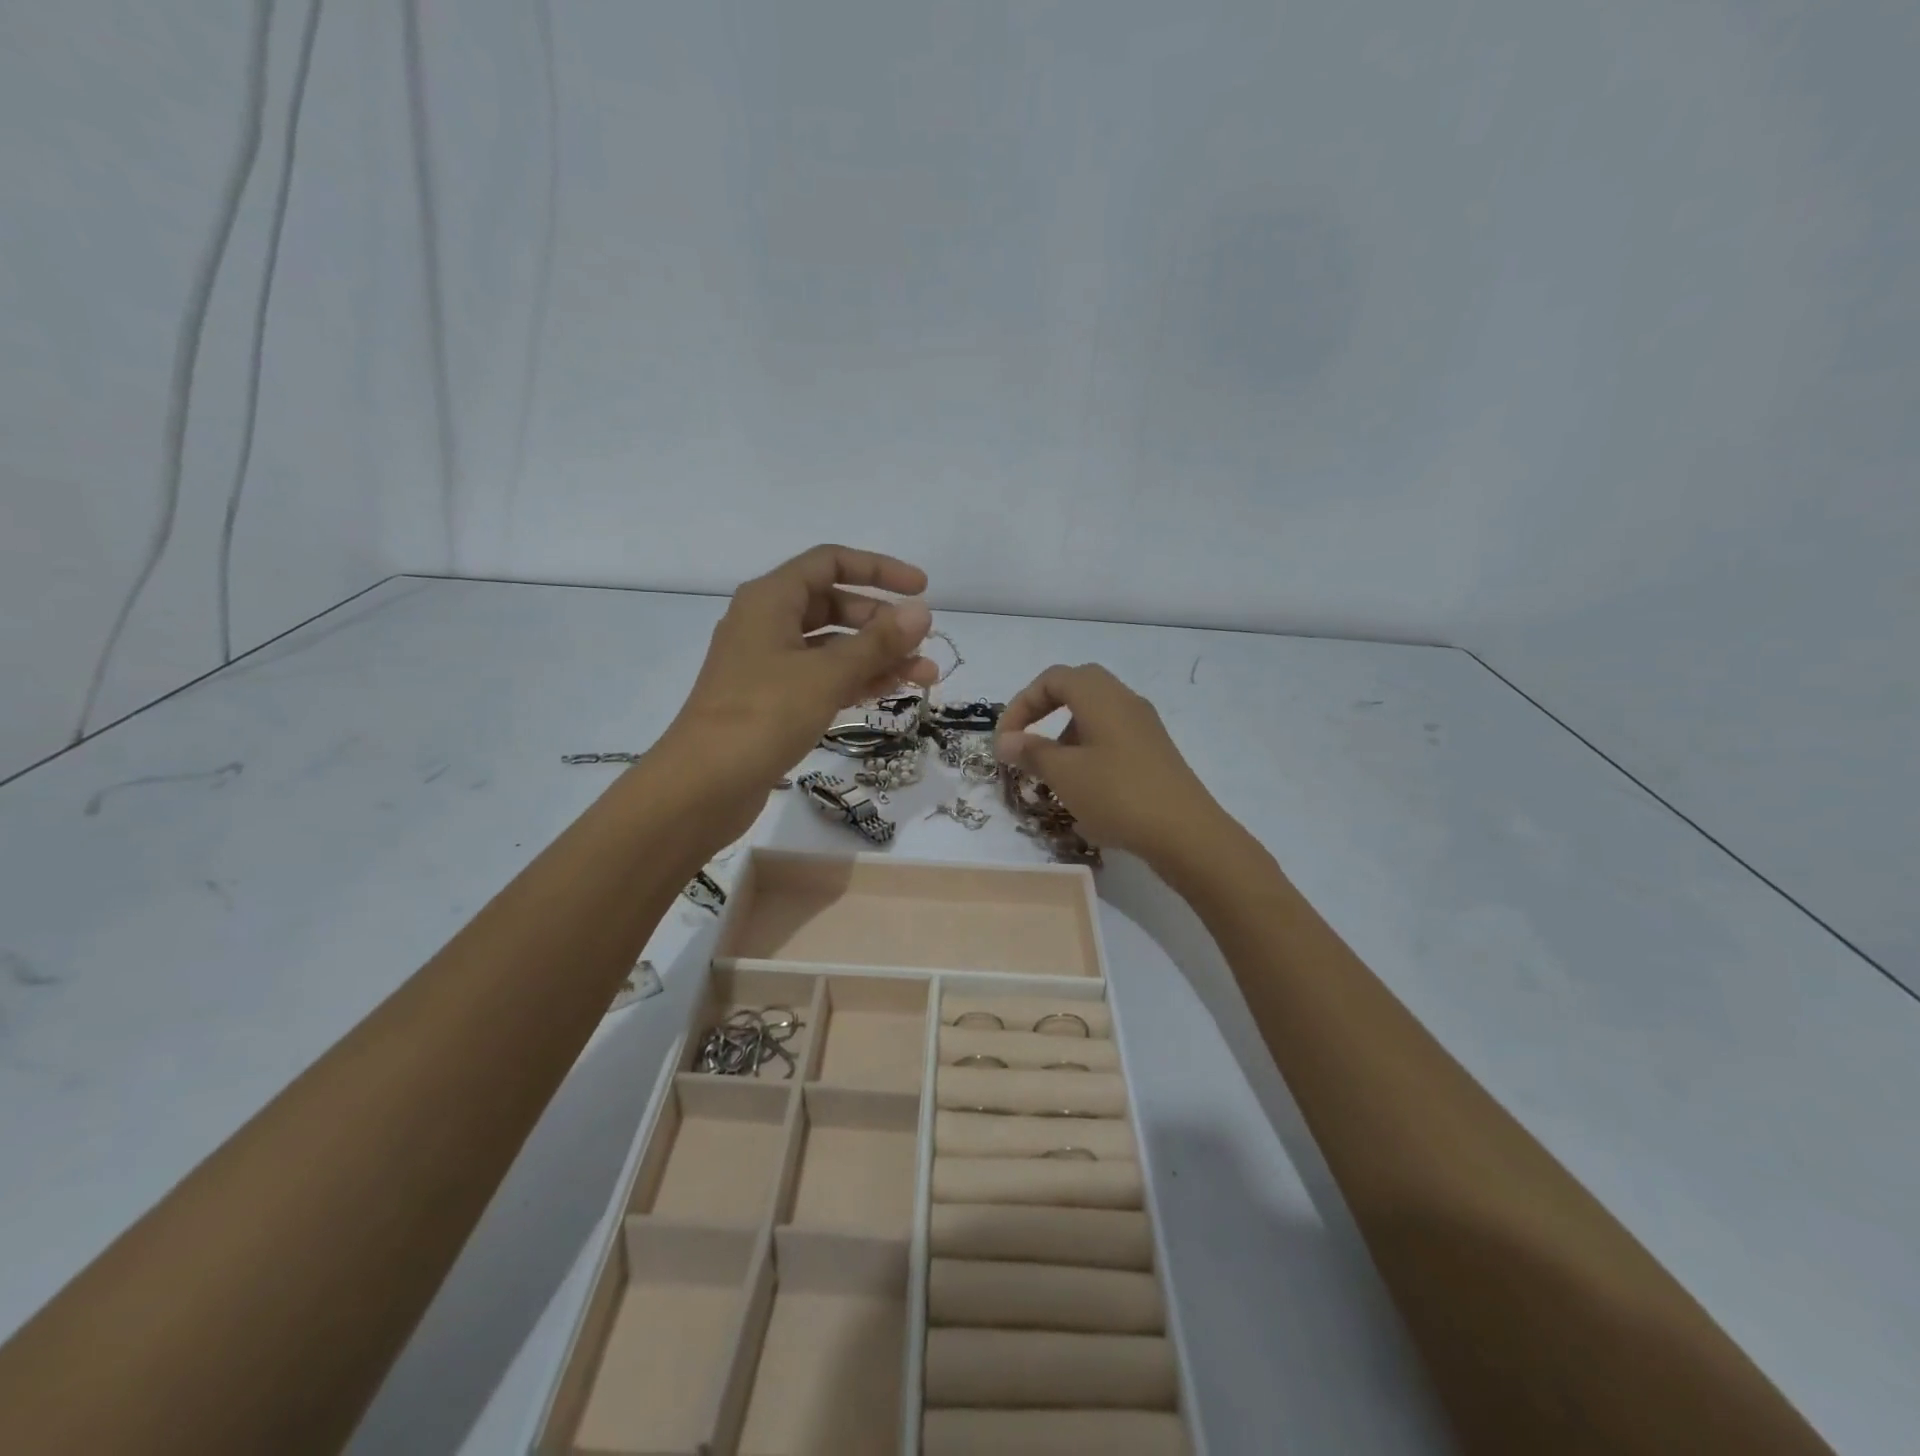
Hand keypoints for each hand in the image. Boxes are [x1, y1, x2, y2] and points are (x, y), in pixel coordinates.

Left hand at [656, 545, 936, 837]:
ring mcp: (768, 665)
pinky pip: (822, 678)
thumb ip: (877, 642)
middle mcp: (767, 624)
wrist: (703, 786)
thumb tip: (921, 612)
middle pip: (834, 606)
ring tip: (926, 676)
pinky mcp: (773, 702)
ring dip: (877, 657)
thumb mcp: (826, 674)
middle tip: (922, 644)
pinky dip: (856, 681)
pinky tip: (890, 691)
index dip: (879, 570)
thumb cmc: (763, 715)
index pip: (831, 563)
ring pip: (832, 647)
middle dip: (883, 623)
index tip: (922, 589)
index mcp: (771, 600)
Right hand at [995, 664, 1227, 866]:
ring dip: (1066, 733)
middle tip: (1027, 742)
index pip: (1052, 679)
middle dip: (1045, 711)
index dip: (1021, 704)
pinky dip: (1088, 750)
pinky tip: (1084, 786)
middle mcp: (1125, 701)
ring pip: (1096, 713)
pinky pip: (1113, 736)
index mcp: (1101, 697)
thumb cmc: (1117, 794)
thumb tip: (1005, 740)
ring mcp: (1144, 726)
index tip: (1005, 740)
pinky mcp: (1155, 752)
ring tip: (1052, 771)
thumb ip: (1031, 752)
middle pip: (1077, 687)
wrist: (1186, 833)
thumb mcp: (1064, 774)